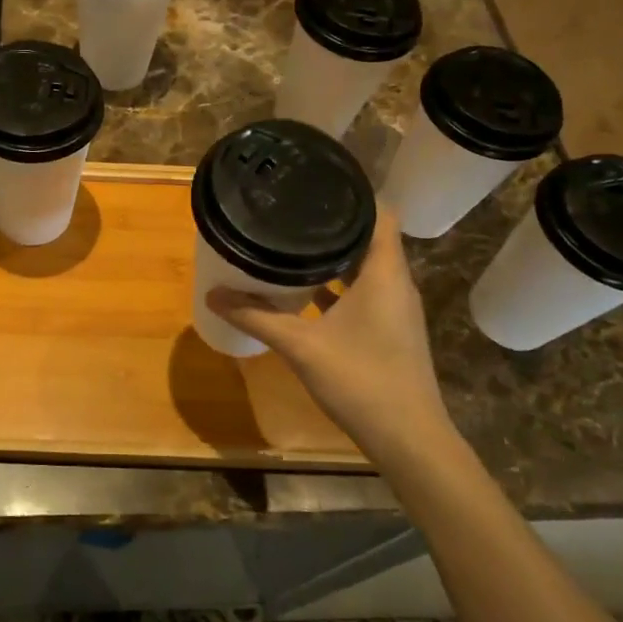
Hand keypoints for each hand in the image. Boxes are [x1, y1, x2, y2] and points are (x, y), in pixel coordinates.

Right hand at [207, 208, 456, 463]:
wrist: (409, 439)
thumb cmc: (361, 380)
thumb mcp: (301, 346)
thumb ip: (257, 316)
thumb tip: (213, 295)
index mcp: (384, 272)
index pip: (380, 212)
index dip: (353, 192)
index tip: (316, 182)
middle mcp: (395, 282)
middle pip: (370, 236)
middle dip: (334, 221)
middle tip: (293, 209)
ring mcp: (395, 308)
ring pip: (366, 265)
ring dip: (335, 254)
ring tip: (294, 240)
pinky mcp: (390, 329)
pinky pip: (364, 290)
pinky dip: (339, 283)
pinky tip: (306, 289)